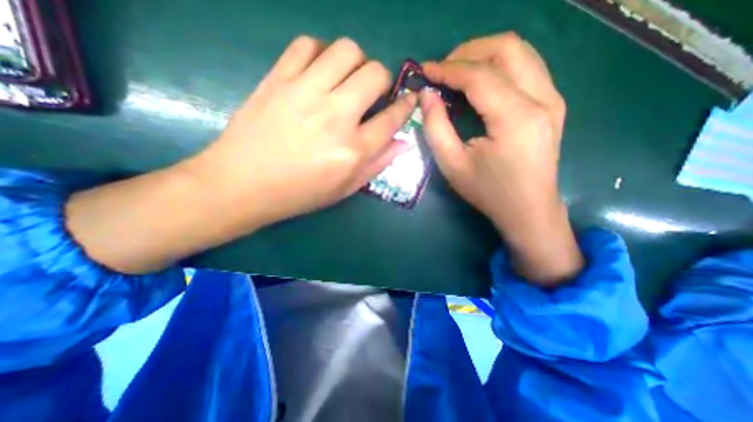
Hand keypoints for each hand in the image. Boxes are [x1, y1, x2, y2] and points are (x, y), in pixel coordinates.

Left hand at [66, 36, 417, 273]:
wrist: (242, 185)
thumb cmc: (299, 193)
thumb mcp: (345, 189)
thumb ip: (377, 164)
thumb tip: (402, 143)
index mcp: (353, 151)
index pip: (392, 119)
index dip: (406, 106)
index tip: (409, 99)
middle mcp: (336, 117)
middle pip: (375, 74)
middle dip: (382, 80)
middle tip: (372, 93)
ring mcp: (305, 93)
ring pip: (346, 51)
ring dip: (356, 62)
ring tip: (347, 79)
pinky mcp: (278, 79)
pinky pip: (307, 45)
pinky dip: (320, 53)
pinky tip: (318, 71)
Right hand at [423, 31, 581, 282]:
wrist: (528, 210)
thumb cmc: (487, 192)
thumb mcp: (452, 164)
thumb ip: (435, 127)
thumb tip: (426, 95)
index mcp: (515, 118)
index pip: (479, 75)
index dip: (448, 69)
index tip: (425, 71)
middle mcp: (541, 99)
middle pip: (506, 48)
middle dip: (468, 52)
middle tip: (442, 69)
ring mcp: (552, 99)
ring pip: (520, 52)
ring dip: (484, 55)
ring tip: (457, 71)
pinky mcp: (552, 105)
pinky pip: (527, 67)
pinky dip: (500, 65)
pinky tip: (481, 82)